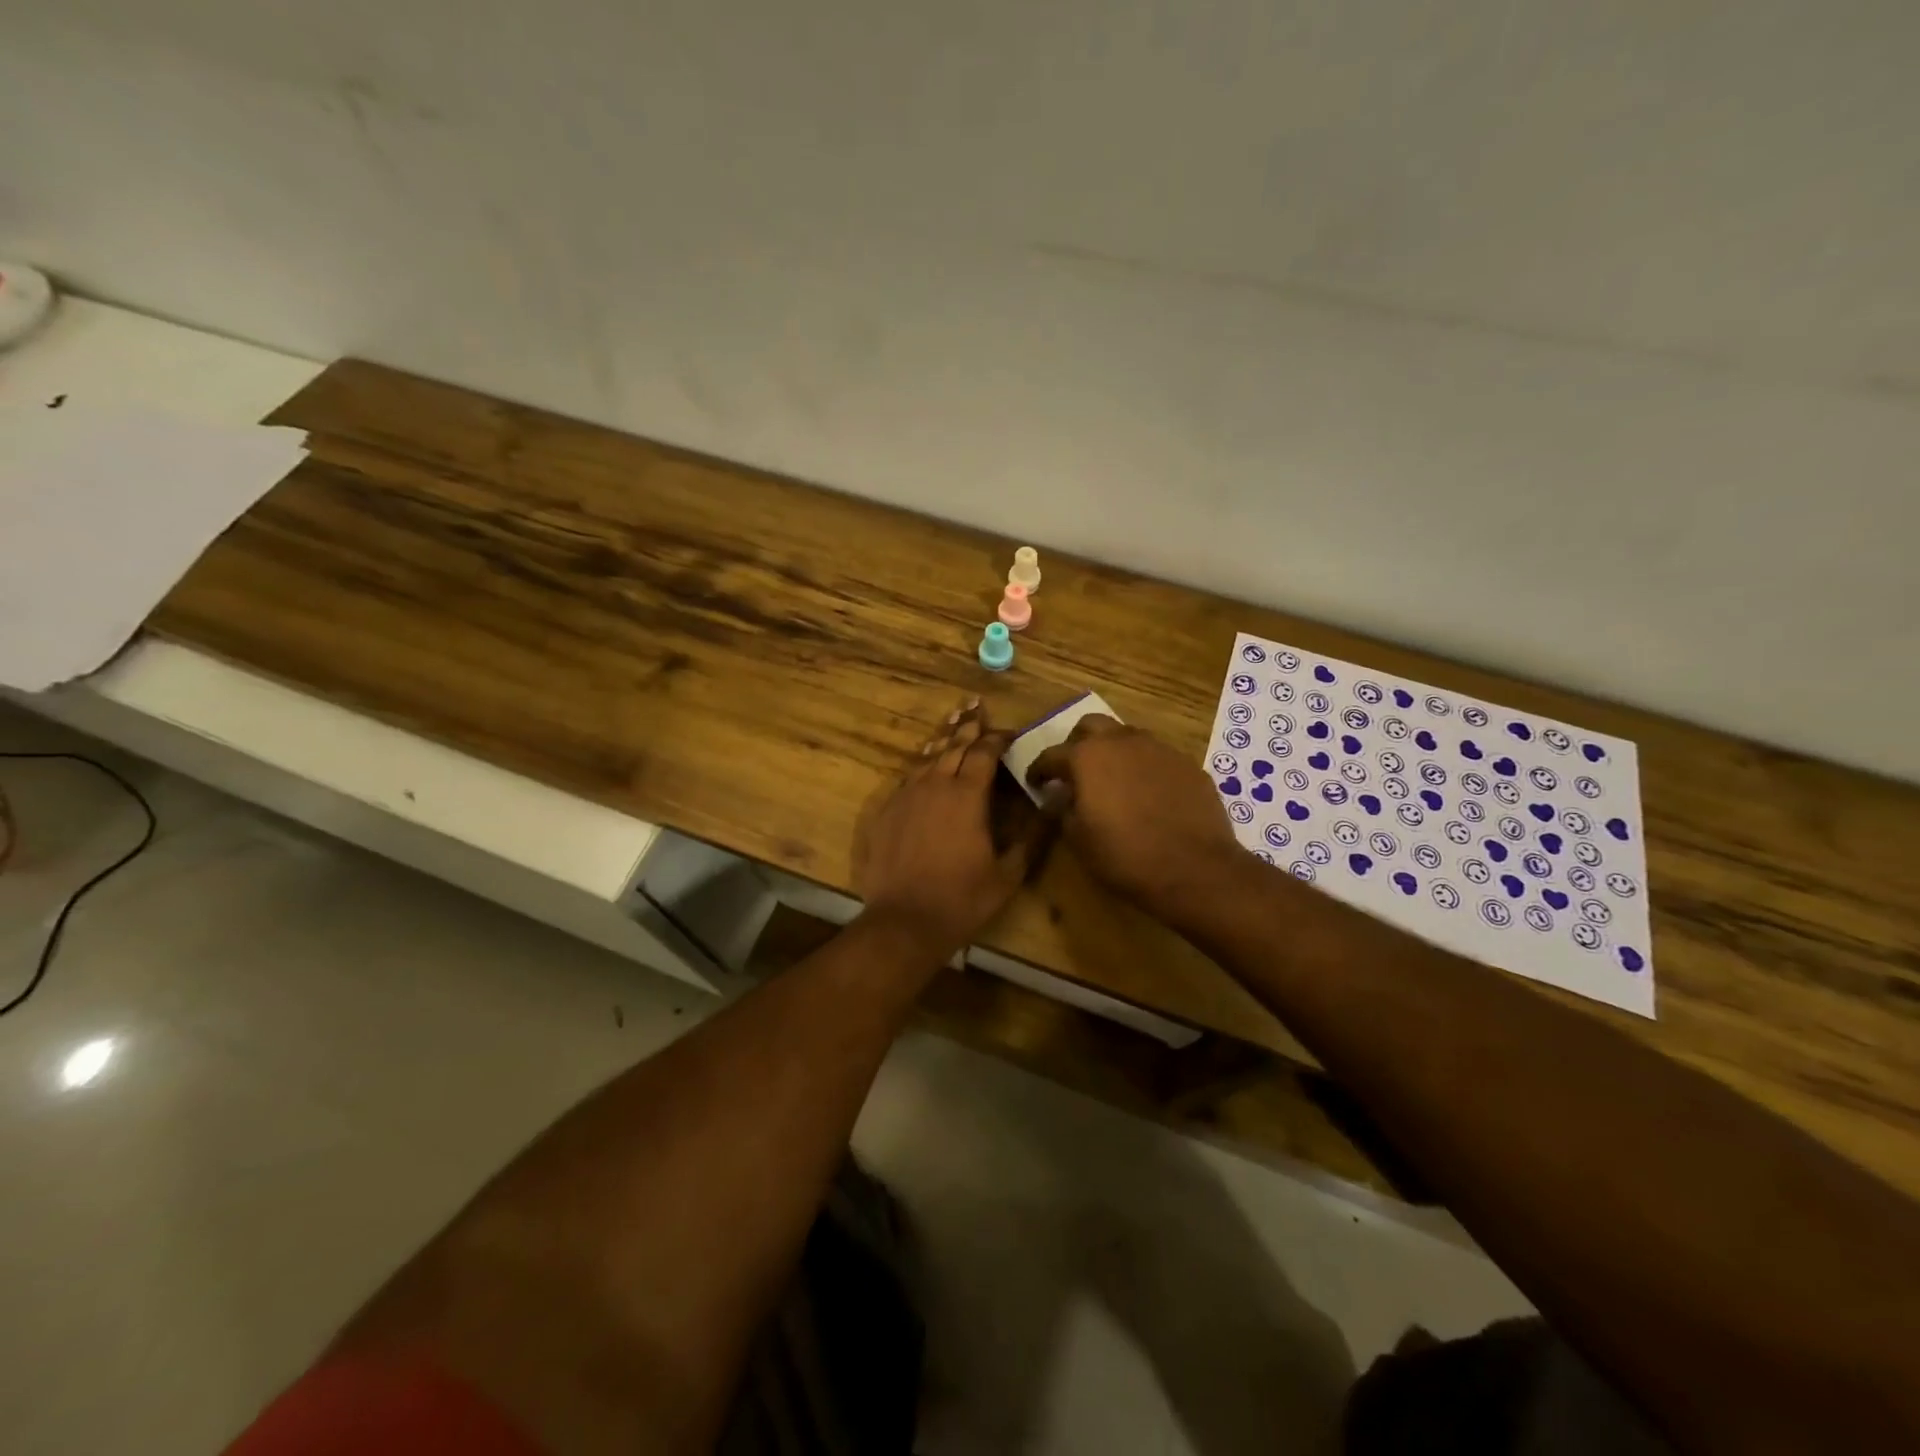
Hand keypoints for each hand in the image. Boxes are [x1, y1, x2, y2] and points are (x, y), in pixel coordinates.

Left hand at [854, 700, 1039, 955]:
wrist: (904, 921)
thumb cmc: (963, 898)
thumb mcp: (1009, 873)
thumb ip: (1034, 835)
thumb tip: (1056, 803)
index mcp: (967, 795)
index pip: (984, 752)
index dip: (997, 738)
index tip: (1009, 732)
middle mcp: (935, 785)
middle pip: (954, 746)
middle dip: (968, 726)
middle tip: (976, 706)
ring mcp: (906, 796)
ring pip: (927, 758)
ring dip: (943, 739)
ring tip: (953, 721)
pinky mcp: (886, 811)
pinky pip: (907, 778)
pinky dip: (921, 765)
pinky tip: (924, 764)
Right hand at [1026, 716, 1243, 920]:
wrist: (1195, 868)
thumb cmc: (1125, 856)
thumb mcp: (1079, 840)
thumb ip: (1063, 810)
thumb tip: (1059, 797)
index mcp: (1087, 757)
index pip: (1052, 754)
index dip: (1039, 769)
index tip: (1035, 782)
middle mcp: (1122, 741)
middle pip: (1091, 726)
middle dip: (1077, 743)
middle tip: (1074, 770)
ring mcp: (1159, 749)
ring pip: (1127, 736)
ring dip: (1113, 751)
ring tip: (1112, 780)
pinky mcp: (1187, 764)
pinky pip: (1156, 757)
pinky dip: (1143, 768)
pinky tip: (1146, 794)